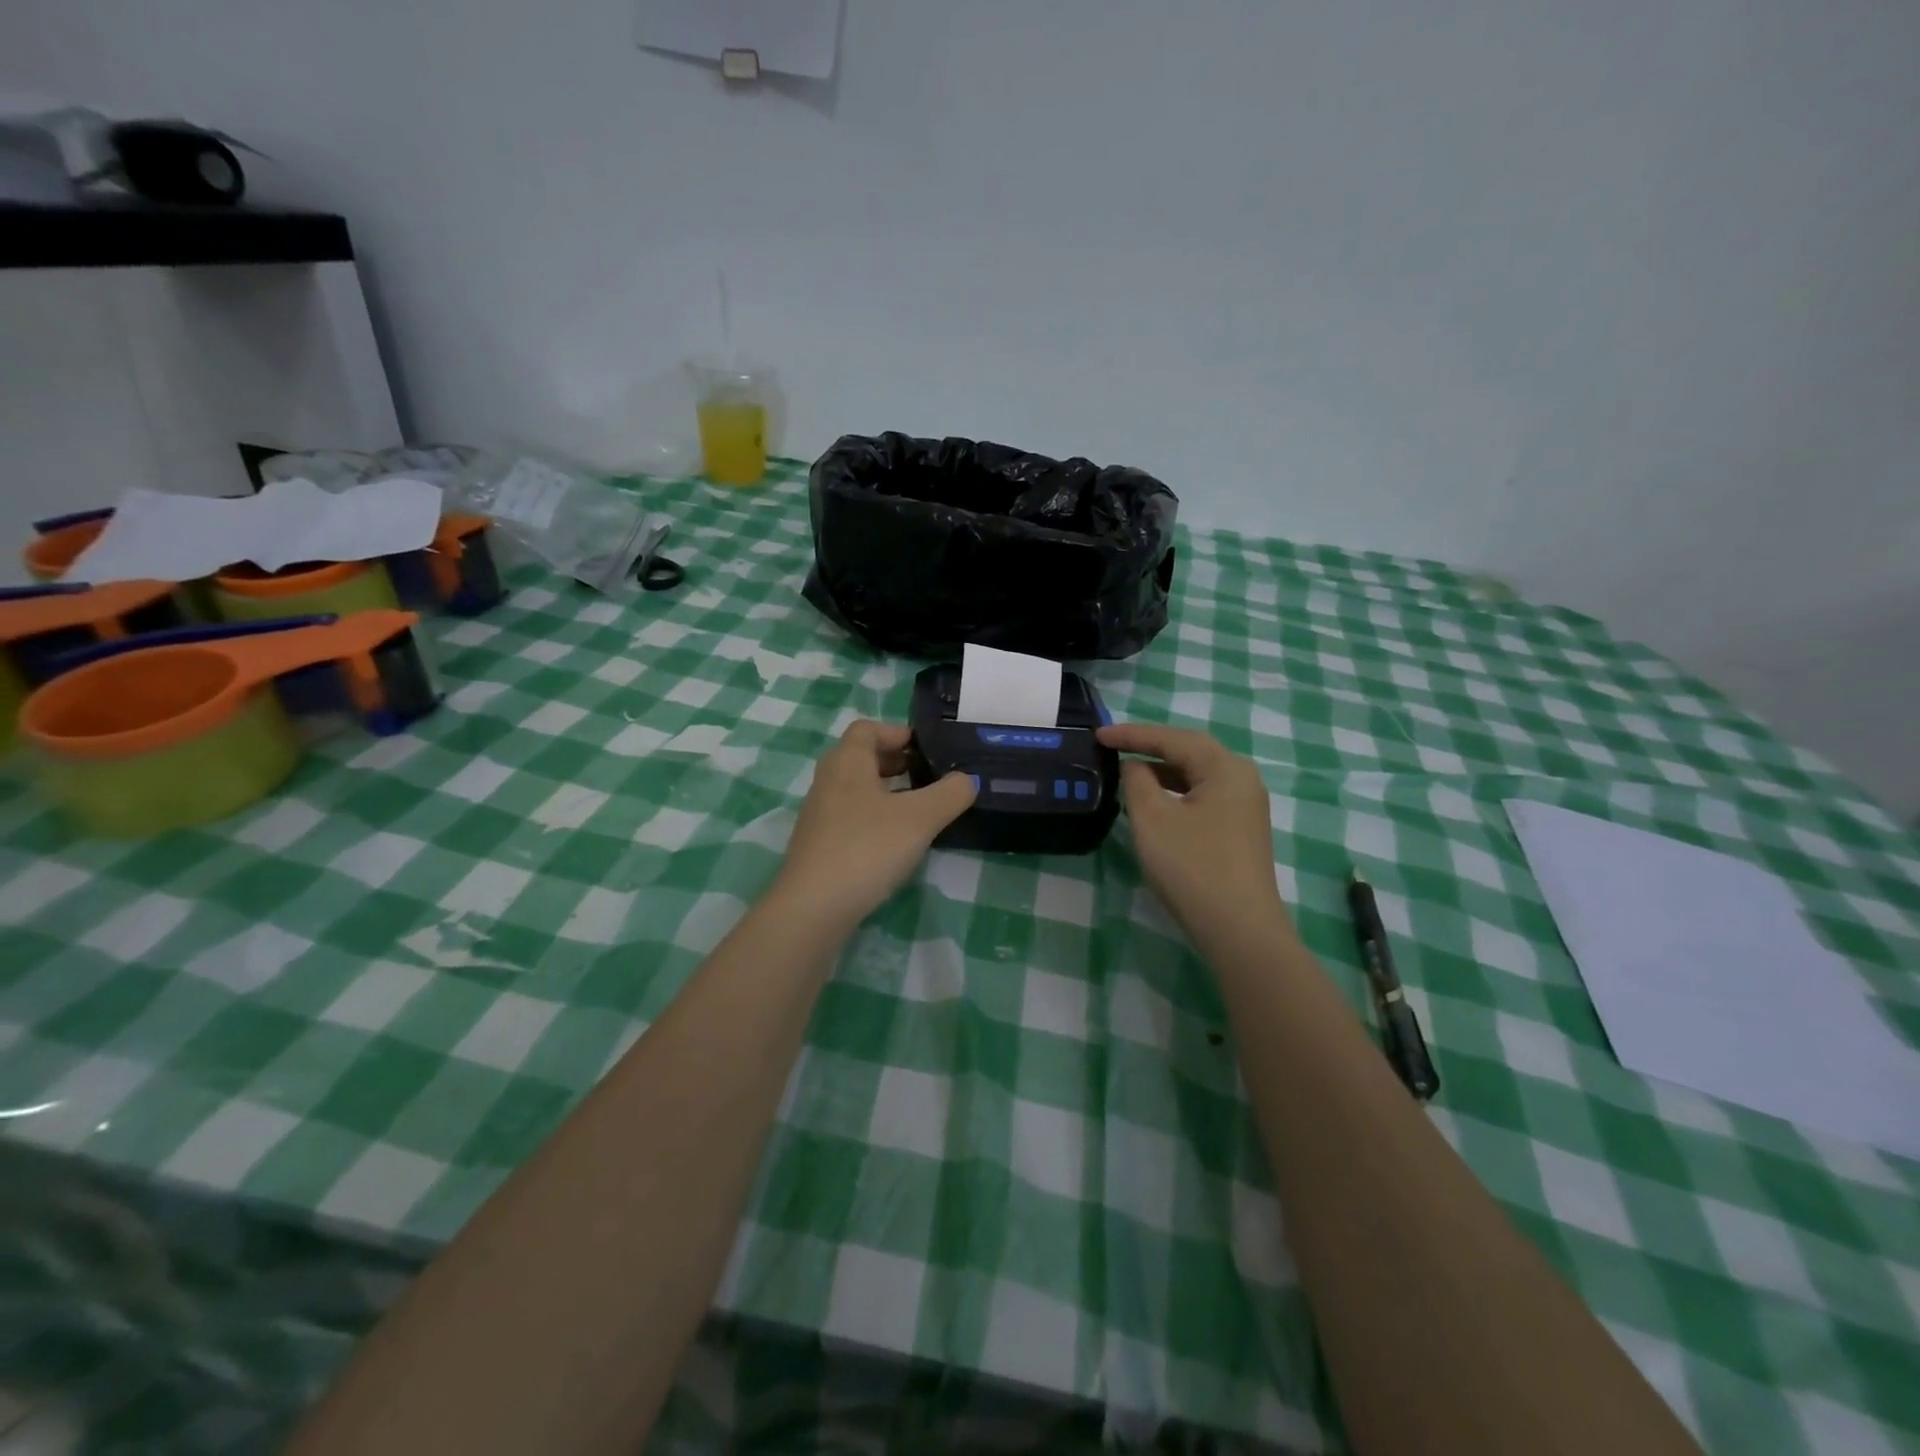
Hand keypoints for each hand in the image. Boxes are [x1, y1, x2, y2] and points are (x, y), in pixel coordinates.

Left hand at [770, 721, 975, 929]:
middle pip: (862, 757)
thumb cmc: (867, 848)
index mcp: (847, 762)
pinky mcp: (819, 844)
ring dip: (887, 792)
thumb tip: (968, 779)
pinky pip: (851, 817)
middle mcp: (828, 781)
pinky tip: (897, 842)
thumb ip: (950, 794)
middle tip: (929, 776)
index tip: (927, 749)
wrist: (814, 907)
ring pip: (857, 789)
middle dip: (896, 762)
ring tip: (920, 809)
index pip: (868, 729)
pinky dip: (875, 818)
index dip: (898, 732)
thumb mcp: (920, 818)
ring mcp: (820, 814)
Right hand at [1098, 723, 1294, 945]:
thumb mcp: (1153, 819)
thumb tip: (1134, 767)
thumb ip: (1137, 782)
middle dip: (1150, 747)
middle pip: (1190, 752)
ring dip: (1162, 772)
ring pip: (1197, 776)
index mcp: (1225, 768)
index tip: (1098, 735)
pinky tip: (1154, 804)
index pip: (1173, 738)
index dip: (1132, 734)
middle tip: (1113, 746)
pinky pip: (1203, 797)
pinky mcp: (1241, 831)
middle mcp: (1242, 779)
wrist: (1239, 929)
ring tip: (1127, 774)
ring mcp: (1245, 806)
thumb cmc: (1192, 866)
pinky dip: (1175, 793)